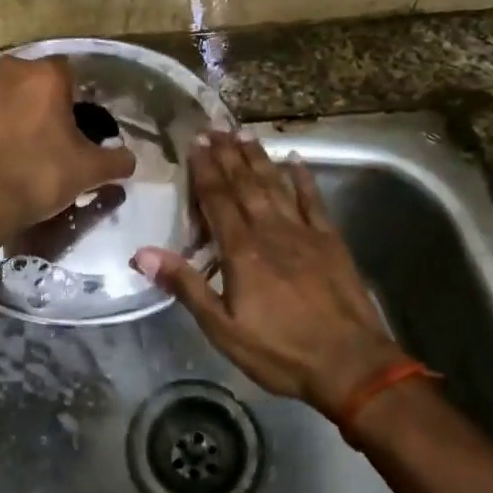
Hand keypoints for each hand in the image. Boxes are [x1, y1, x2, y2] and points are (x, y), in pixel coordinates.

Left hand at [0, 55, 136, 241]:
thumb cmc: (39, 174)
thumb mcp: (89, 171)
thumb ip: (117, 161)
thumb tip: (129, 160)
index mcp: (45, 75)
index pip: (71, 73)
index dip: (79, 100)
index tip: (81, 127)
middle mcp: (10, 71)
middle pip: (38, 83)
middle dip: (48, 105)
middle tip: (58, 139)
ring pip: (11, 96)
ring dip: (21, 114)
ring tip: (30, 149)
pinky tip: (5, 156)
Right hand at [135, 131, 403, 417]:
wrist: (350, 364)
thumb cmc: (280, 351)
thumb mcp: (222, 328)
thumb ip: (186, 285)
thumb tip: (142, 253)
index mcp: (242, 250)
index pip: (217, 199)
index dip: (205, 169)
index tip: (195, 142)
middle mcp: (271, 230)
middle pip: (245, 184)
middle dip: (227, 155)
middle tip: (214, 127)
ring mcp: (304, 232)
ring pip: (276, 185)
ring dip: (258, 158)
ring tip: (243, 134)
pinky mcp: (331, 241)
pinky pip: (314, 200)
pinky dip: (303, 179)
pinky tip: (295, 160)